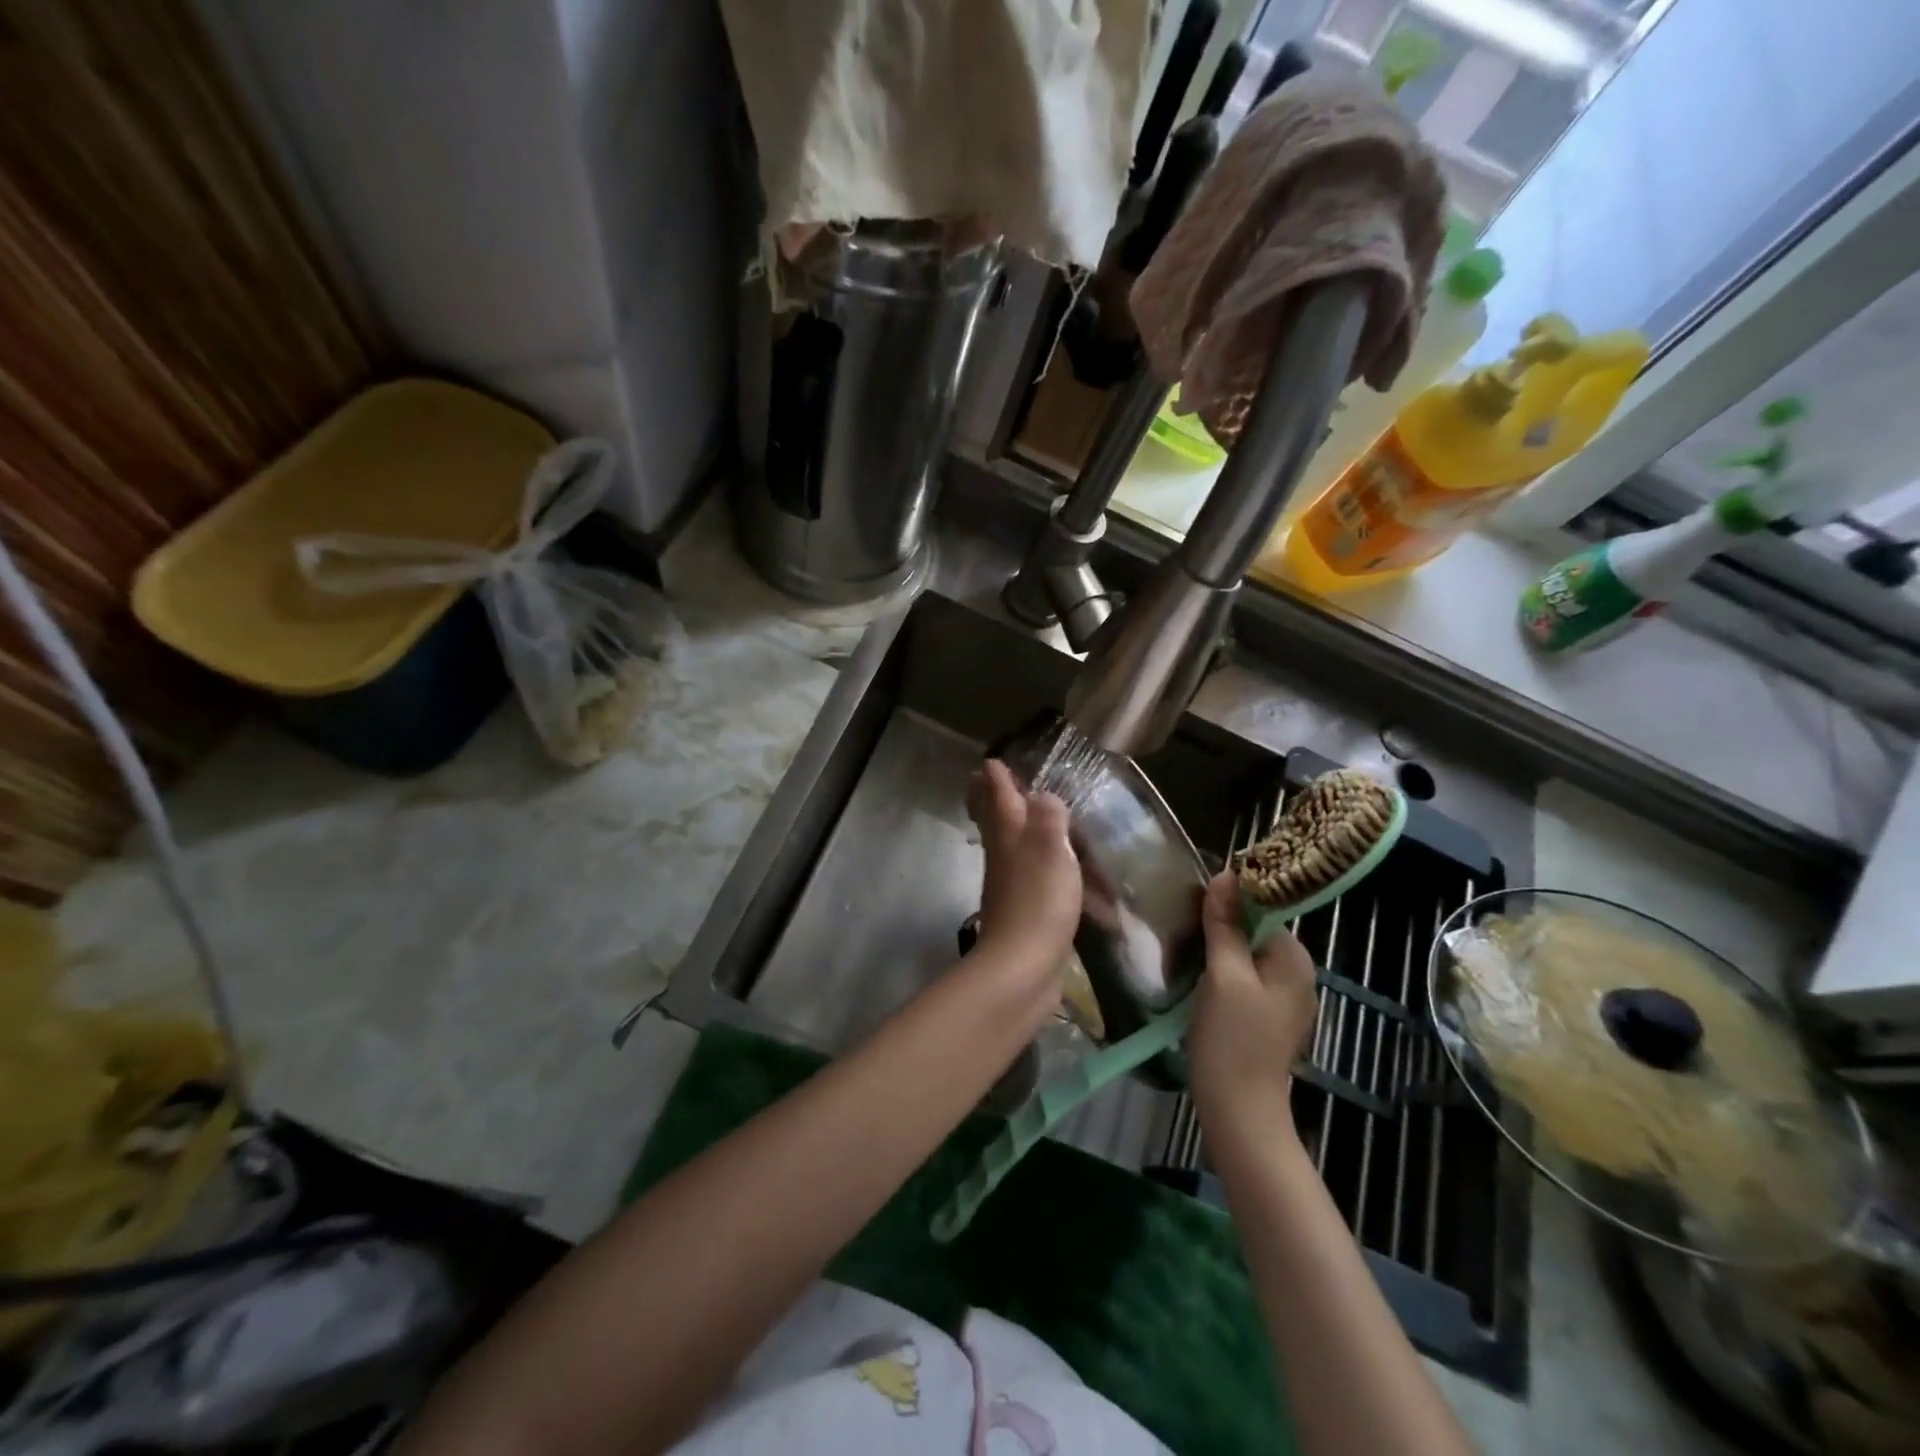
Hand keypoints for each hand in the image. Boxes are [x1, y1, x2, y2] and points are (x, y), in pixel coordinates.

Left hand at [966, 759, 1081, 972]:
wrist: (1022, 968)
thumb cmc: (1039, 900)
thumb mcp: (1051, 848)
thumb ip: (1049, 816)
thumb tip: (1041, 796)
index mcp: (1008, 833)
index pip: (998, 795)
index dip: (996, 777)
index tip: (991, 762)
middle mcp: (1004, 855)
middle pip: (996, 820)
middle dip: (992, 800)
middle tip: (987, 783)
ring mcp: (1011, 885)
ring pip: (1010, 847)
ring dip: (1015, 830)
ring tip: (1025, 819)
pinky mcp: (1024, 912)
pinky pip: (1031, 878)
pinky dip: (1038, 866)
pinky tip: (1051, 871)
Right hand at [1188, 871, 1318, 1128]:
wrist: (1239, 1110)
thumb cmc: (1232, 1040)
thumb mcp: (1224, 977)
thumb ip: (1225, 926)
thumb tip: (1225, 876)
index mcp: (1294, 959)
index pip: (1265, 907)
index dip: (1231, 896)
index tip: (1195, 896)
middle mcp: (1296, 973)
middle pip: (1256, 928)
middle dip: (1222, 920)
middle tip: (1183, 919)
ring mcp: (1282, 996)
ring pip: (1247, 952)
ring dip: (1218, 943)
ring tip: (1185, 940)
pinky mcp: (1265, 1014)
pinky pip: (1244, 975)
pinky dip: (1222, 967)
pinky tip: (1197, 972)